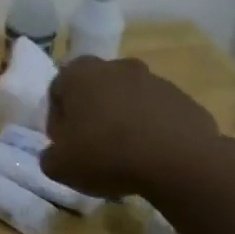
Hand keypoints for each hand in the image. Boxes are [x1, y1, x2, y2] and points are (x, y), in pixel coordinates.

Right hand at [40, 56, 229, 199]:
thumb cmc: (107, 155)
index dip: (58, 120)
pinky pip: (159, 114)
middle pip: (96, 90)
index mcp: (79, 74)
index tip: (64, 145)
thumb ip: (50, 157)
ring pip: (129, 99)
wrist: (179, 162)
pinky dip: (153, 129)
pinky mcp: (184, 99)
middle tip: (93, 147)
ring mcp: (154, 80)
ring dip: (124, 120)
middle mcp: (116, 67)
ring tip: (126, 156)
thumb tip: (57, 154)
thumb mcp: (60, 166)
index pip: (58, 90)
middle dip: (92, 114)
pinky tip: (153, 157)